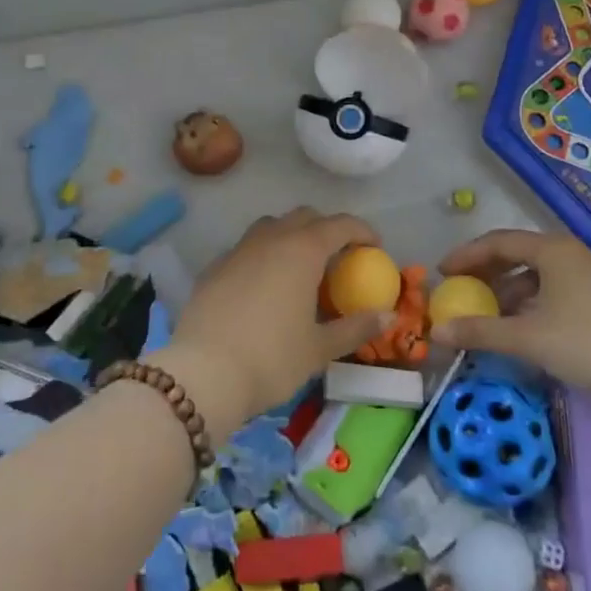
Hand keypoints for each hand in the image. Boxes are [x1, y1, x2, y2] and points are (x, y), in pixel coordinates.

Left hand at [156, 209, 386, 435]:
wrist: (203, 374)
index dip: (362, 231)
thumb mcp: (319, 349)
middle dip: (326, 229)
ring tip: (299, 268)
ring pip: (270, 227)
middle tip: (338, 258)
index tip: (375, 247)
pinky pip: (246, 249)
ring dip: (291, 236)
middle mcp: (270, 239)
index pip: (340, 225)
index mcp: (302, 251)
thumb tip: (386, 316)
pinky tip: (263, 287)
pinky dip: (262, 257)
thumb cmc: (271, 359)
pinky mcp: (213, 268)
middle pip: (304, 217)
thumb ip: (355, 328)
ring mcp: (238, 250)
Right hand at [429, 228, 590, 400]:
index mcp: (550, 250)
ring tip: (485, 316)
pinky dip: (527, 304)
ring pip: (534, 276)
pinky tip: (519, 329)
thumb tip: (435, 333)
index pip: (497, 242)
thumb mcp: (529, 338)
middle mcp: (567, 254)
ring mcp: (585, 276)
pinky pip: (550, 291)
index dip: (466, 256)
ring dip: (506, 292)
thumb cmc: (589, 341)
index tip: (442, 273)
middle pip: (515, 255)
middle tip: (460, 292)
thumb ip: (481, 332)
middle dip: (484, 274)